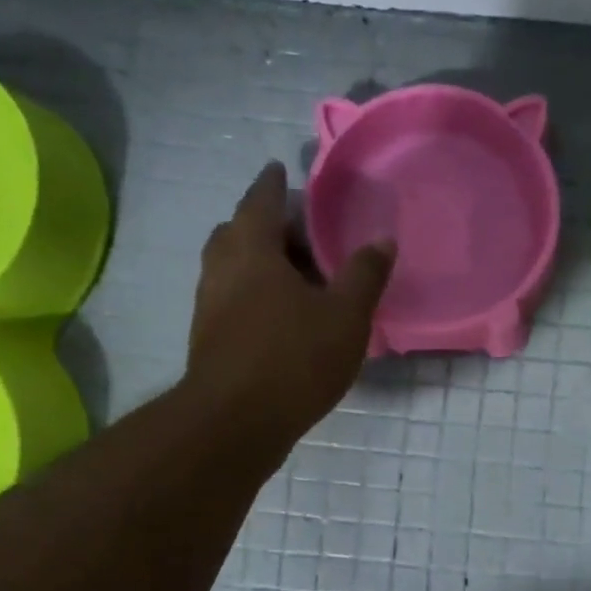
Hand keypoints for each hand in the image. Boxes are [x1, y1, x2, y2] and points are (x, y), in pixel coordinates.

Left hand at [185, 162, 394, 443]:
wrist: (235, 422)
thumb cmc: (294, 358)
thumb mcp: (344, 315)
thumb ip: (364, 274)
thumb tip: (382, 238)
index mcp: (252, 249)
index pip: (260, 200)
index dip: (272, 183)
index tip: (280, 169)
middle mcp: (222, 268)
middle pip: (238, 231)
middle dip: (266, 224)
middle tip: (300, 231)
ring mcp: (208, 304)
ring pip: (231, 266)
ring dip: (258, 260)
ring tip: (295, 274)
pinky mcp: (209, 337)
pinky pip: (231, 297)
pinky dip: (253, 292)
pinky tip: (281, 314)